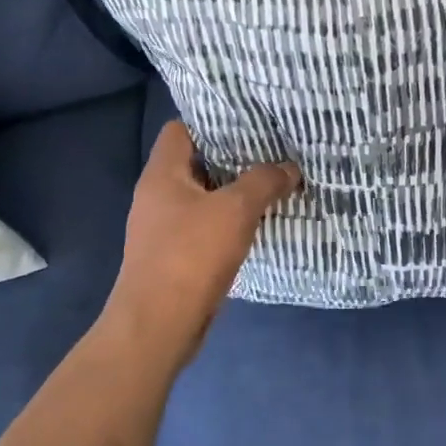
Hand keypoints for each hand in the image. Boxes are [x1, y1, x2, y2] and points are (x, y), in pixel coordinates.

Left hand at [103, 122, 299, 367]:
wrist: (158, 324)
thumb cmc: (191, 255)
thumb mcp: (236, 210)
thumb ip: (264, 182)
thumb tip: (289, 168)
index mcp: (162, 174)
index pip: (181, 129)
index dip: (212, 120)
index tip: (248, 121)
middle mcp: (157, 196)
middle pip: (195, 163)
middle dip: (232, 158)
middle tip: (272, 151)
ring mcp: (163, 229)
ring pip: (203, 198)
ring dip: (233, 193)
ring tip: (272, 184)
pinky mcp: (174, 257)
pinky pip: (205, 228)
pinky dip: (228, 223)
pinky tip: (257, 225)